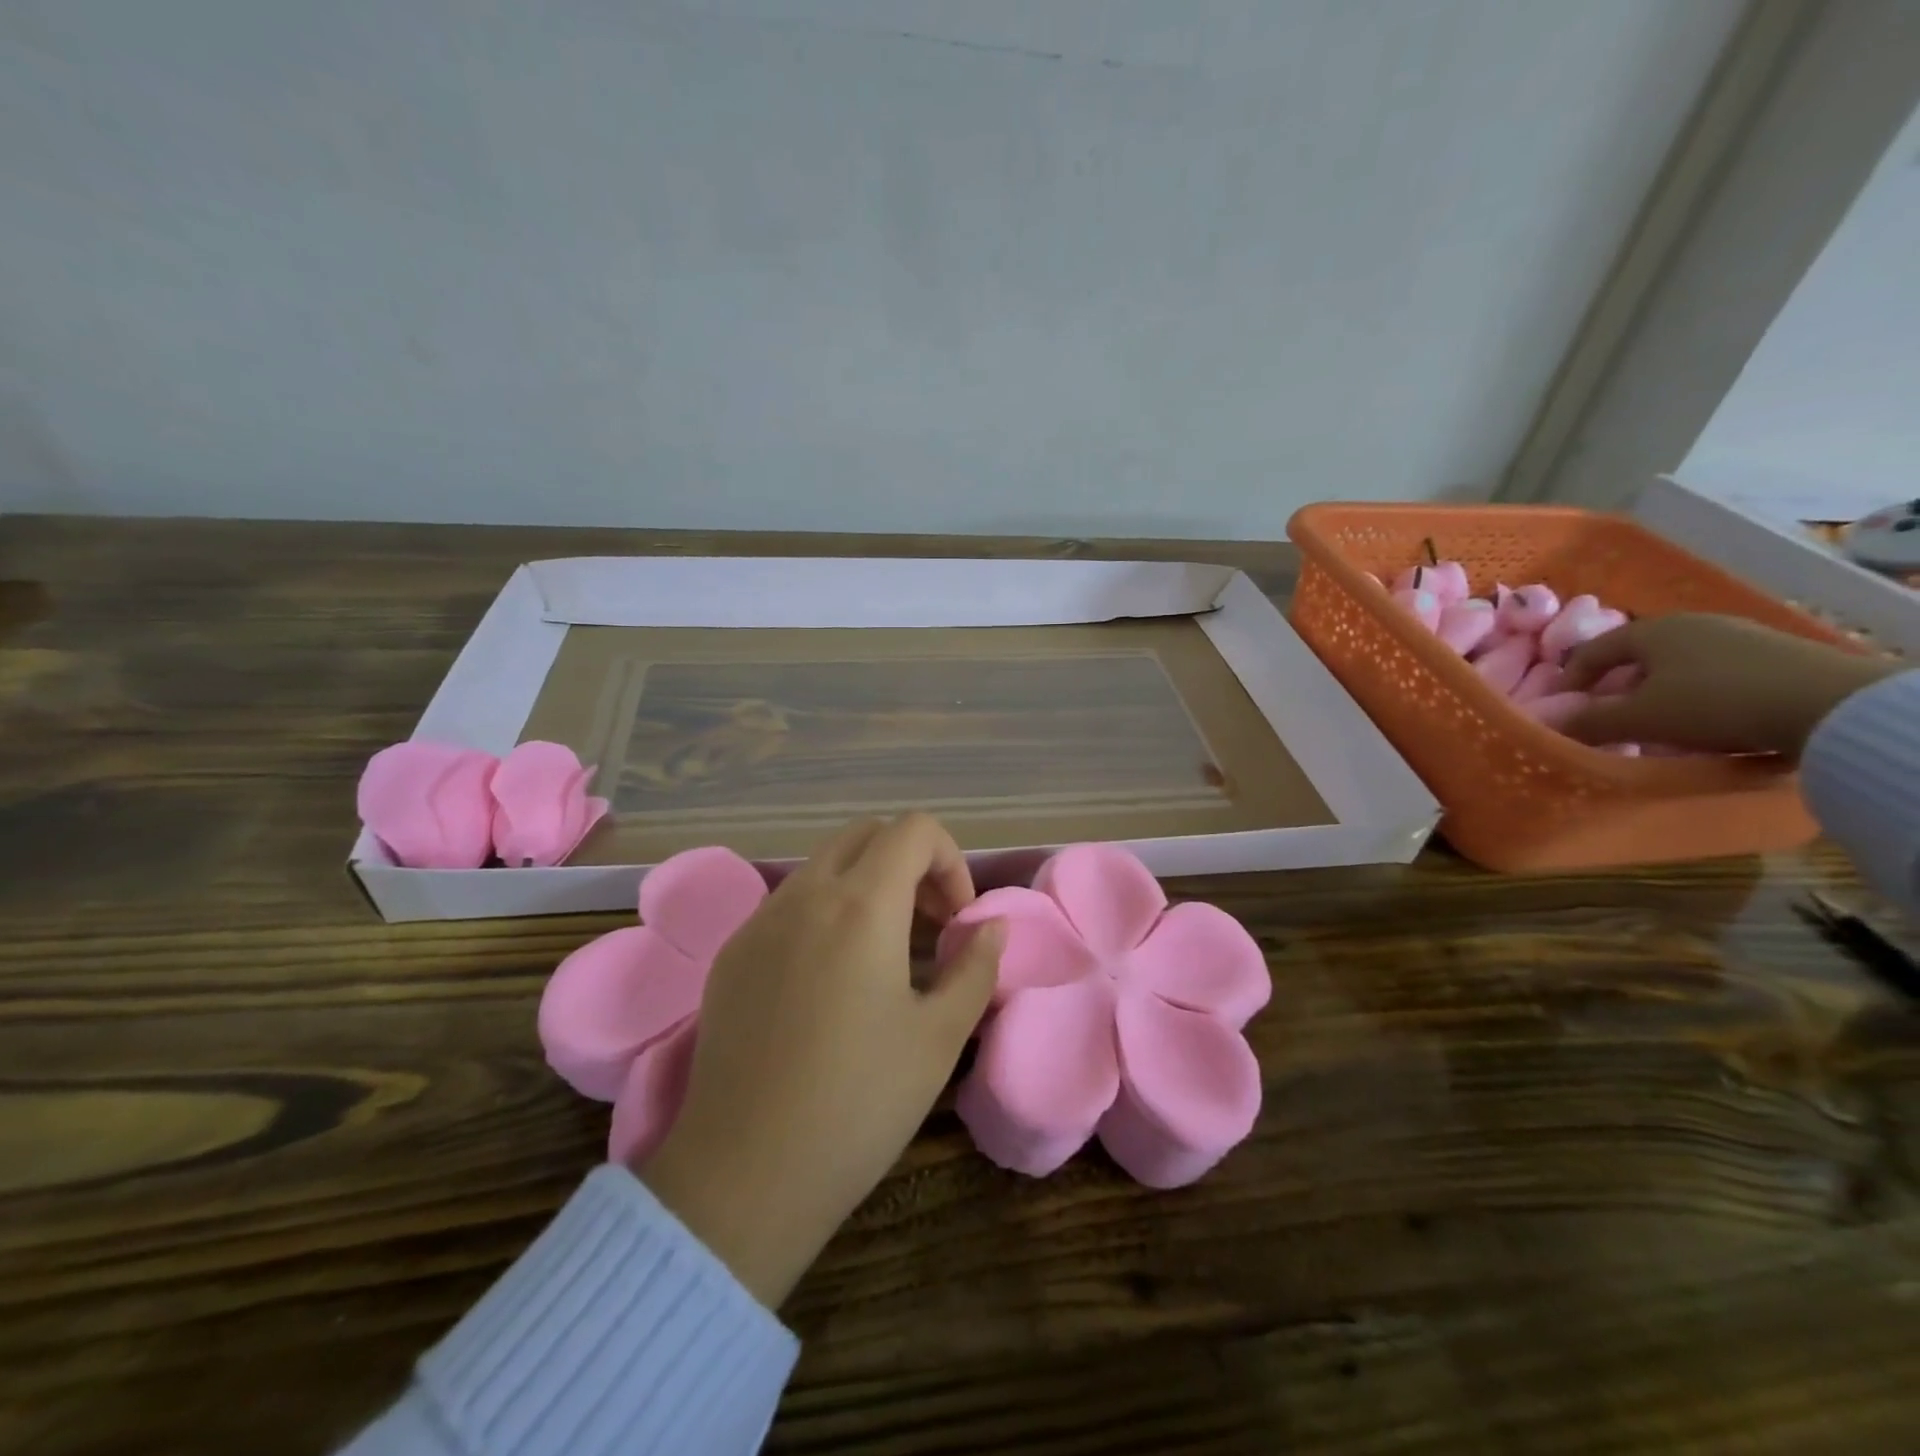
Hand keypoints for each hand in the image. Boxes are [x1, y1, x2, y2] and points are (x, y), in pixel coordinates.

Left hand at [638, 813, 1003, 1308]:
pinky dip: (824, 912)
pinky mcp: (731, 953)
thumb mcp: (939, 1037)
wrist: (745, 1174)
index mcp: (861, 905)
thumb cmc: (858, 1104)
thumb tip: (990, 927)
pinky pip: (787, 904)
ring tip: (884, 953)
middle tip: (928, 924)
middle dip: (909, 862)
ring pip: (823, 865)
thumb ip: (974, 967)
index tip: (956, 920)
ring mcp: (759, 921)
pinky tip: (829, 980)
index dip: (950, 860)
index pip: (913, 829)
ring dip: (865, 885)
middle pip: (866, 834)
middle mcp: (805, 895)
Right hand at [1561, 612, 1898, 757]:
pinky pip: (1713, 673)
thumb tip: (1550, 725)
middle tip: (1607, 718)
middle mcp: (1689, 623)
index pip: (1591, 651)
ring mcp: (1736, 635)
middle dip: (1614, 688)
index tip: (1563, 708)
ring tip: (1654, 725)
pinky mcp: (1772, 654)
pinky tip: (1703, 721)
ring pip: (1675, 666)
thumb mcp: (1640, 719)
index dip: (1569, 680)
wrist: (1832, 704)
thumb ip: (1589, 722)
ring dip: (1656, 694)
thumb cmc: (1713, 703)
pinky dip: (1695, 695)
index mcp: (1650, 630)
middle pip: (1635, 657)